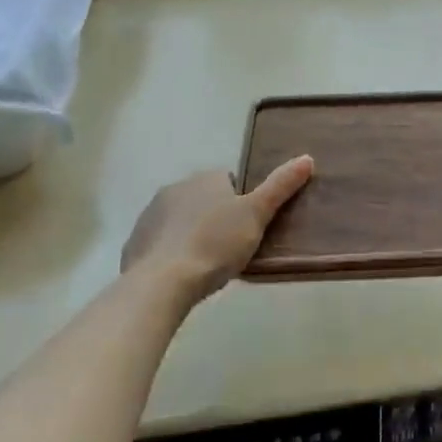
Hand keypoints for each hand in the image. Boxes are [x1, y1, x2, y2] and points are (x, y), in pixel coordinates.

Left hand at [123, 157, 313, 305]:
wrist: (161, 283)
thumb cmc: (215, 244)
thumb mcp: (257, 215)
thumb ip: (280, 186)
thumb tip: (307, 158)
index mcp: (205, 178)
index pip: (230, 181)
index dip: (242, 203)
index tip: (248, 227)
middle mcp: (175, 188)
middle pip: (204, 200)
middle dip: (215, 218)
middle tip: (232, 248)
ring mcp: (150, 215)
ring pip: (180, 220)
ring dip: (192, 234)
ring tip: (207, 264)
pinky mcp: (134, 243)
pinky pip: (160, 243)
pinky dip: (171, 253)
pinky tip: (181, 274)